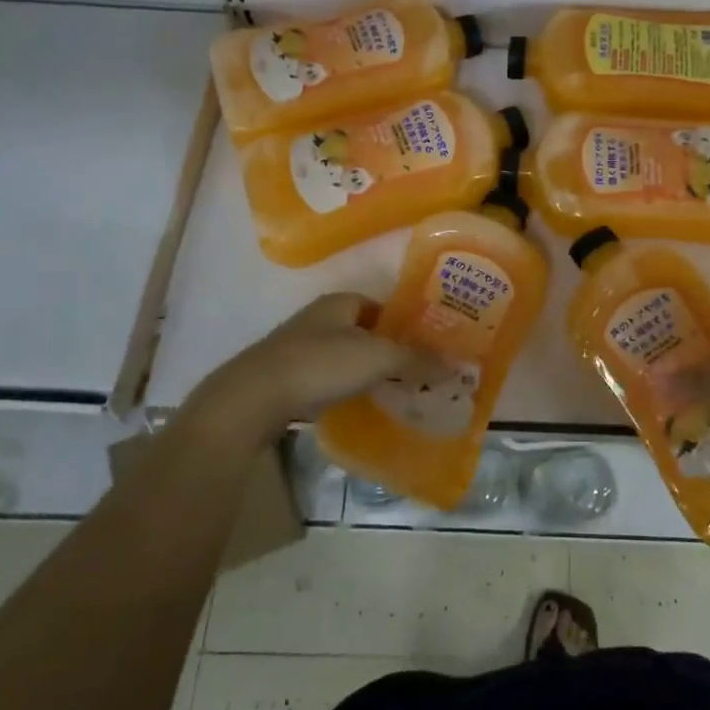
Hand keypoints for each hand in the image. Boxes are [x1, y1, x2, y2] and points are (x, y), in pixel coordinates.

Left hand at [183, 294, 440, 446]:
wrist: (253, 398)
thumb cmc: (320, 365)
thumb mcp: (378, 358)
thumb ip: (416, 360)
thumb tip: (456, 365)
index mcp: (339, 302)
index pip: (380, 306)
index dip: (402, 324)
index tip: (423, 347)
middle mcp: (317, 318)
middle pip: (361, 331)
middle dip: (384, 350)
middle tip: (412, 374)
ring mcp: (296, 348)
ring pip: (341, 356)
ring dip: (361, 371)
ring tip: (388, 393)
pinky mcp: (282, 378)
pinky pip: (323, 380)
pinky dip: (340, 390)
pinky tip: (353, 407)